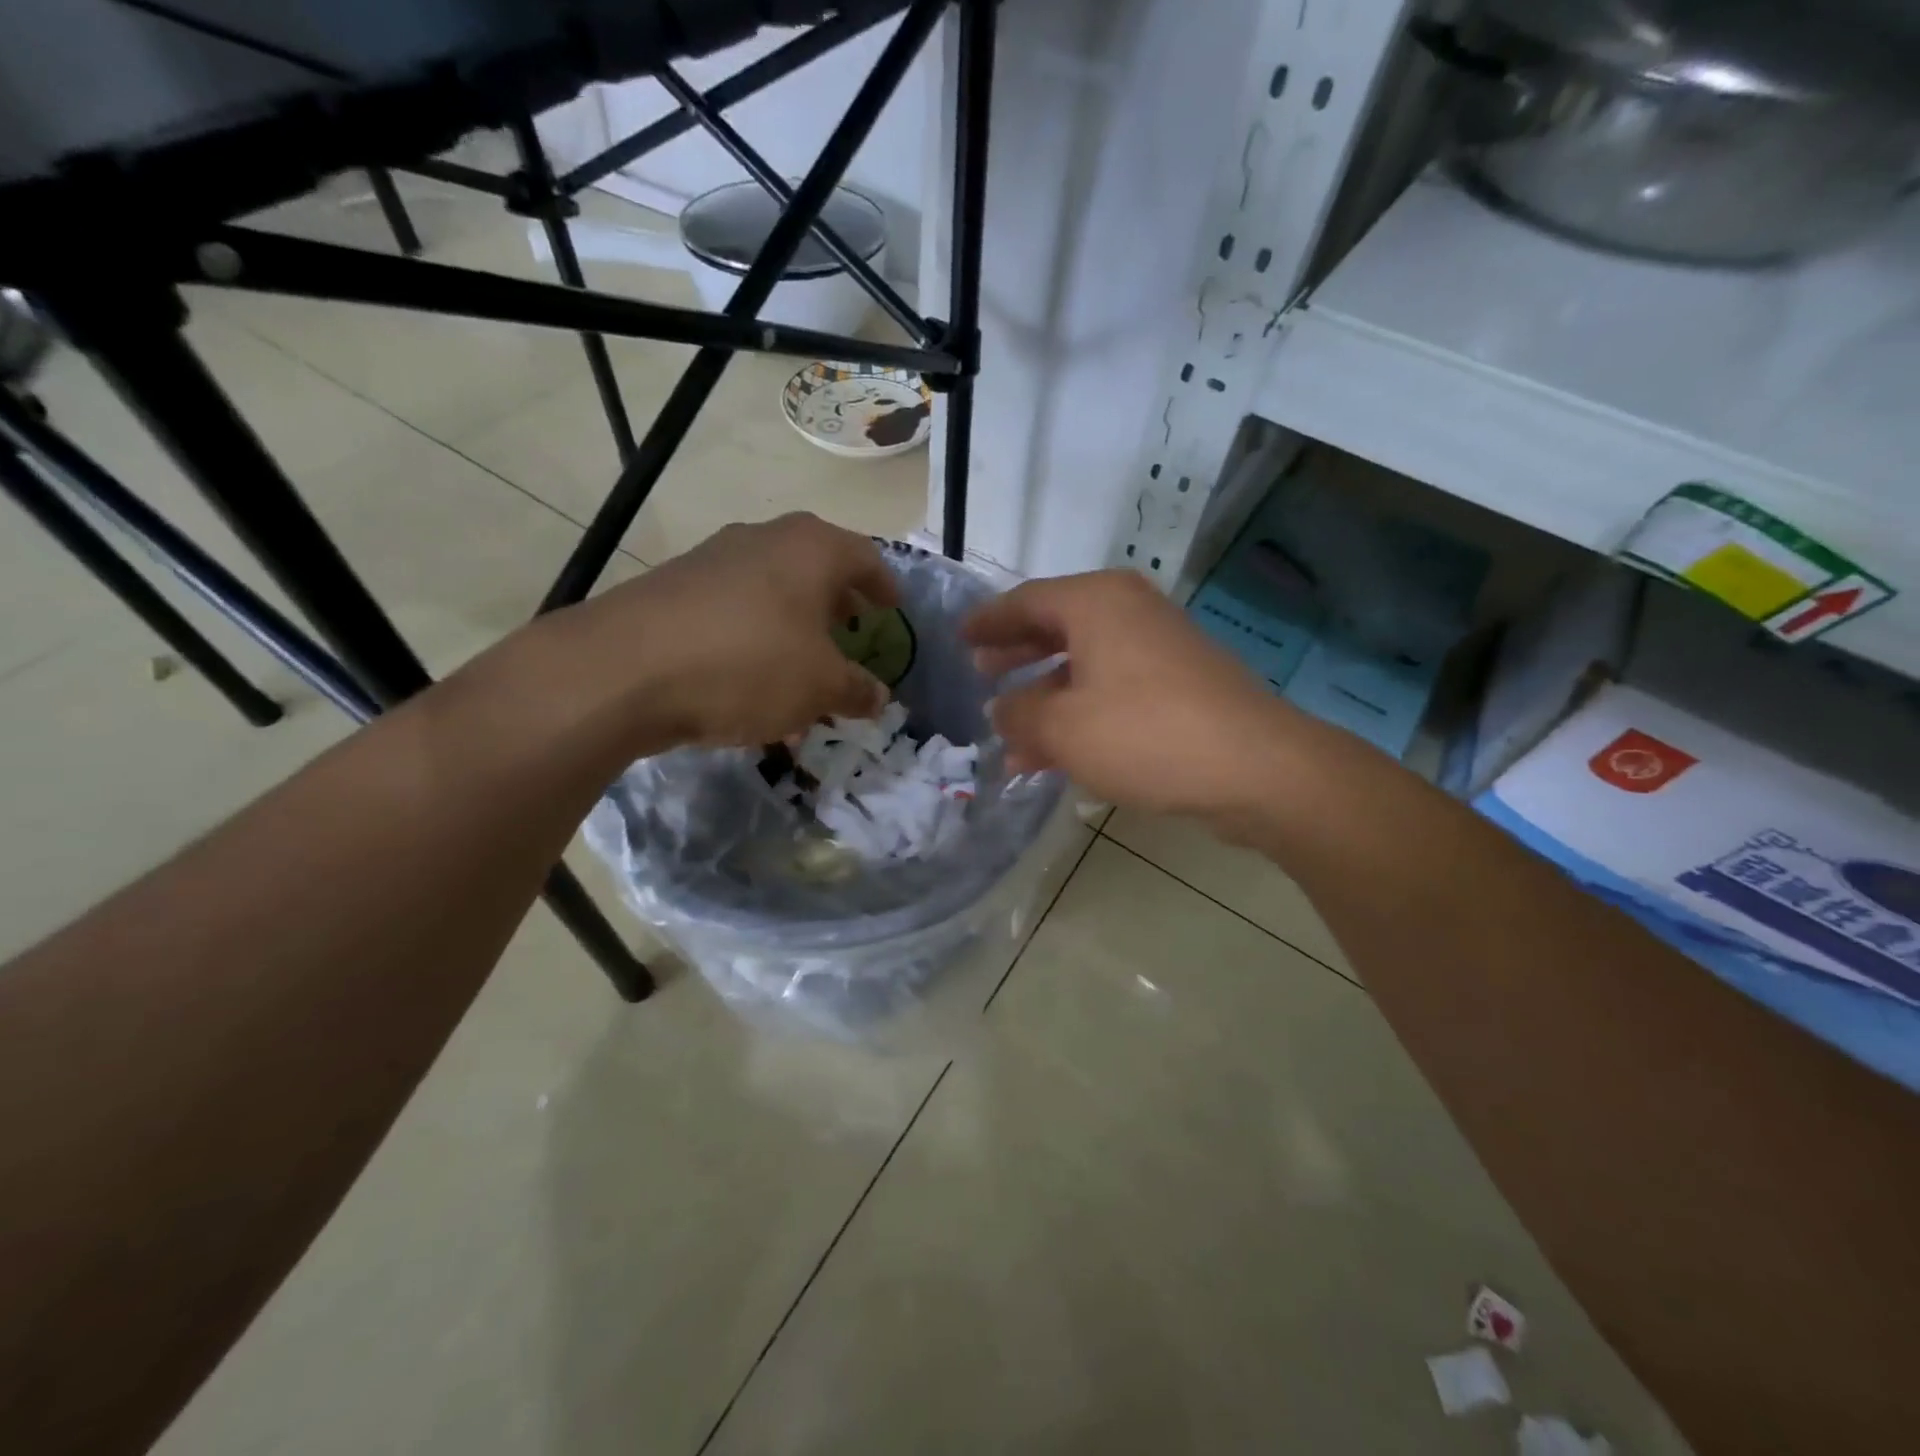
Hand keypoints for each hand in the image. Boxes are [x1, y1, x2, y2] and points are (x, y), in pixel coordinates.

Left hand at [563, 514, 896, 749]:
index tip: (892, 609)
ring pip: (770, 595)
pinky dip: (752, 644)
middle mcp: (762, 541)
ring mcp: (711, 561)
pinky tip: (748, 690)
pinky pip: (731, 615)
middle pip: (814, 569)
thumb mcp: (819, 687)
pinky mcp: (671, 590)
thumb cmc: (749, 664)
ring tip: (800, 678)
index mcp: (810, 549)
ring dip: (792, 633)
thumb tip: (878, 696)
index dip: (884, 586)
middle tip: (849, 633)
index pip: (865, 557)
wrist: (623, 670)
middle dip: (835, 607)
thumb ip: (856, 690)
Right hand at [964, 570, 1307, 817]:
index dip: (988, 623)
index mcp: (1096, 603)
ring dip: (1044, 698)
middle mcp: (1128, 612)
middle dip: (1015, 656)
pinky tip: (1056, 755)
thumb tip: (1000, 711)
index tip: (960, 638)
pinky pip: (1112, 690)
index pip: (1025, 602)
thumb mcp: (1063, 728)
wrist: (1255, 767)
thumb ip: (1019, 716)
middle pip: (1055, 627)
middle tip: (981, 674)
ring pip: (1083, 665)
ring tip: (1009, 735)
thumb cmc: (1145, 733)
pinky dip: (1080, 714)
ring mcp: (1158, 648)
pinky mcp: (1179, 684)